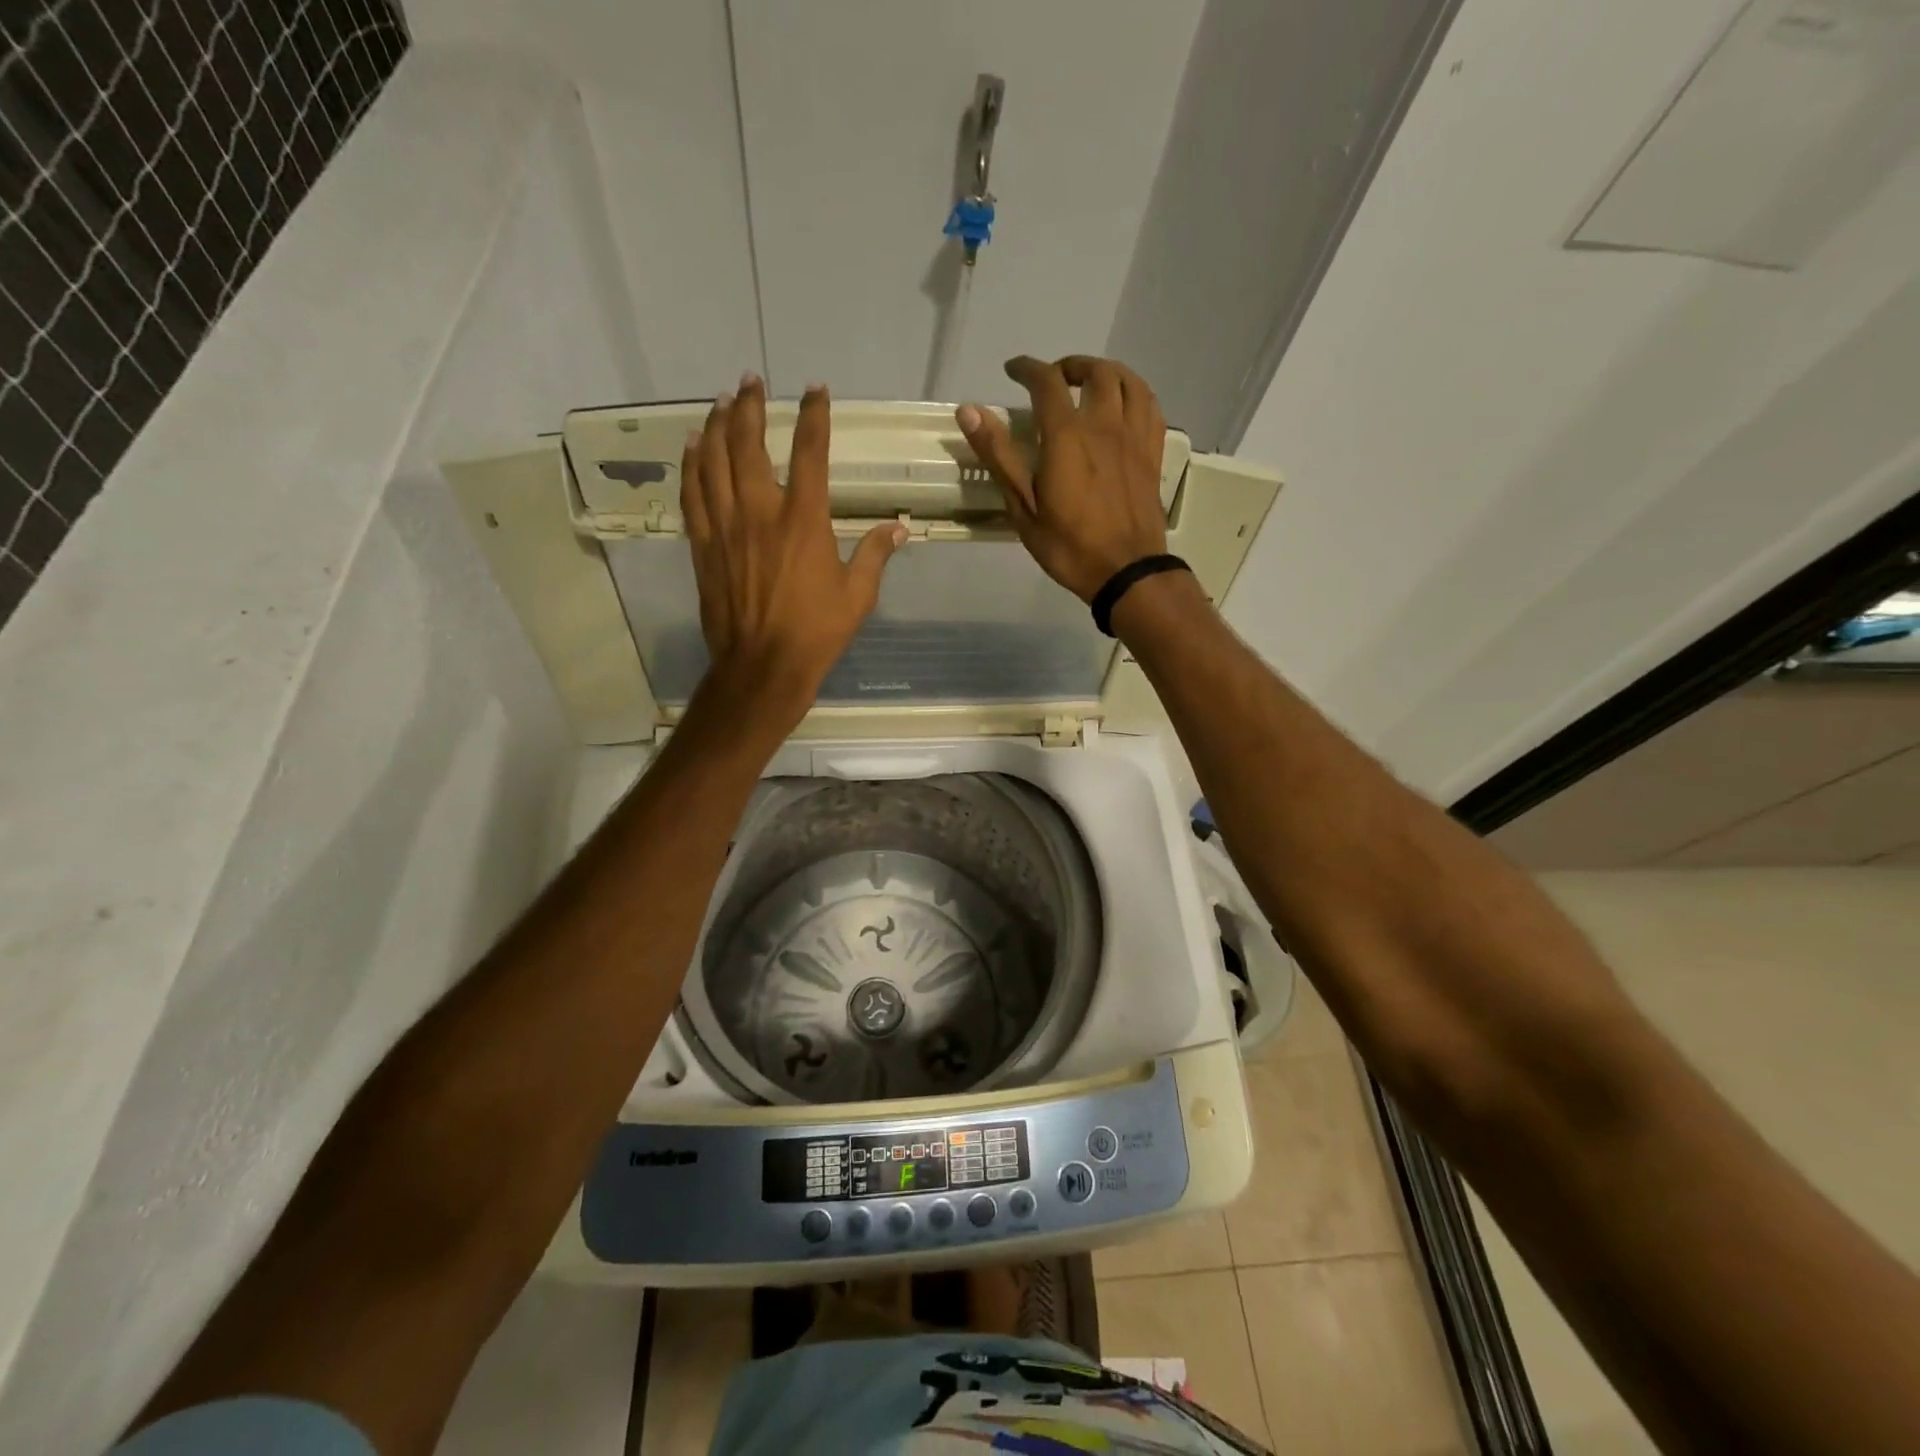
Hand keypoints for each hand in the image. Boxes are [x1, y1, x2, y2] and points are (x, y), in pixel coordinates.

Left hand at [682, 375, 904, 730]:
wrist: (762, 666)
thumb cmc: (817, 632)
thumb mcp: (858, 596)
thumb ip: (876, 555)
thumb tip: (899, 528)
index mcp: (805, 520)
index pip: (811, 453)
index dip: (814, 417)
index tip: (816, 391)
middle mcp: (760, 511)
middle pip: (749, 444)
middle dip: (751, 406)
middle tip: (751, 382)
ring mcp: (726, 526)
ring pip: (714, 460)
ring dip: (718, 425)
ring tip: (723, 401)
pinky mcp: (704, 545)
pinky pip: (692, 494)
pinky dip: (692, 464)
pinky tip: (695, 445)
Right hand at [955, 355, 1167, 602]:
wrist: (1126, 571)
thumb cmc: (1069, 546)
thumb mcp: (1023, 507)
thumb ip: (999, 456)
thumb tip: (969, 411)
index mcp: (1067, 436)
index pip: (1047, 382)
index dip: (1027, 368)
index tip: (1013, 370)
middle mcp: (1105, 425)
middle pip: (1095, 372)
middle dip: (1070, 366)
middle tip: (1054, 378)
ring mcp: (1134, 438)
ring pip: (1128, 382)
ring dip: (1106, 372)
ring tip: (1090, 383)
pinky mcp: (1152, 453)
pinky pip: (1150, 406)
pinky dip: (1135, 392)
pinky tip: (1124, 404)